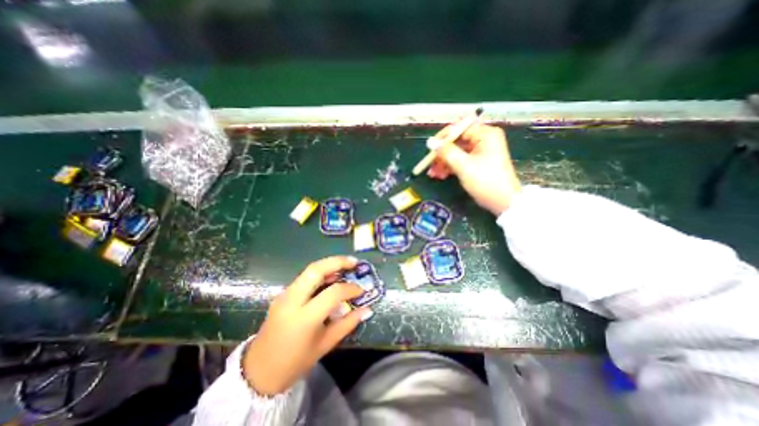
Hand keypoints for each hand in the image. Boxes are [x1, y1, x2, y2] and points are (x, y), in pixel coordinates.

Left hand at [241, 254, 373, 393]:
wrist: (258, 372)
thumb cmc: (295, 362)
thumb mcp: (325, 345)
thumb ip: (347, 324)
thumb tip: (367, 310)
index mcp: (304, 318)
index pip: (333, 293)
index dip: (351, 289)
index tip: (362, 290)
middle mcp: (292, 300)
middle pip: (316, 270)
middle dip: (337, 261)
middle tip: (354, 262)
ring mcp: (285, 295)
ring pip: (309, 270)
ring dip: (329, 265)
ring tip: (346, 266)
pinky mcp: (283, 294)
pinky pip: (304, 277)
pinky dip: (320, 273)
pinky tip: (331, 277)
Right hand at [426, 123, 522, 215]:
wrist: (504, 203)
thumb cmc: (485, 181)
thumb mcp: (464, 166)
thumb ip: (446, 152)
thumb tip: (430, 142)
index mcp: (485, 134)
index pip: (459, 128)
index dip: (442, 138)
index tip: (430, 149)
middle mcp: (484, 139)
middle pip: (456, 141)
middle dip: (441, 154)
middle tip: (429, 164)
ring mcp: (481, 151)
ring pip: (456, 152)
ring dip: (443, 162)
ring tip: (433, 174)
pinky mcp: (478, 162)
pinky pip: (460, 160)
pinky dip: (450, 167)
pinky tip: (440, 175)